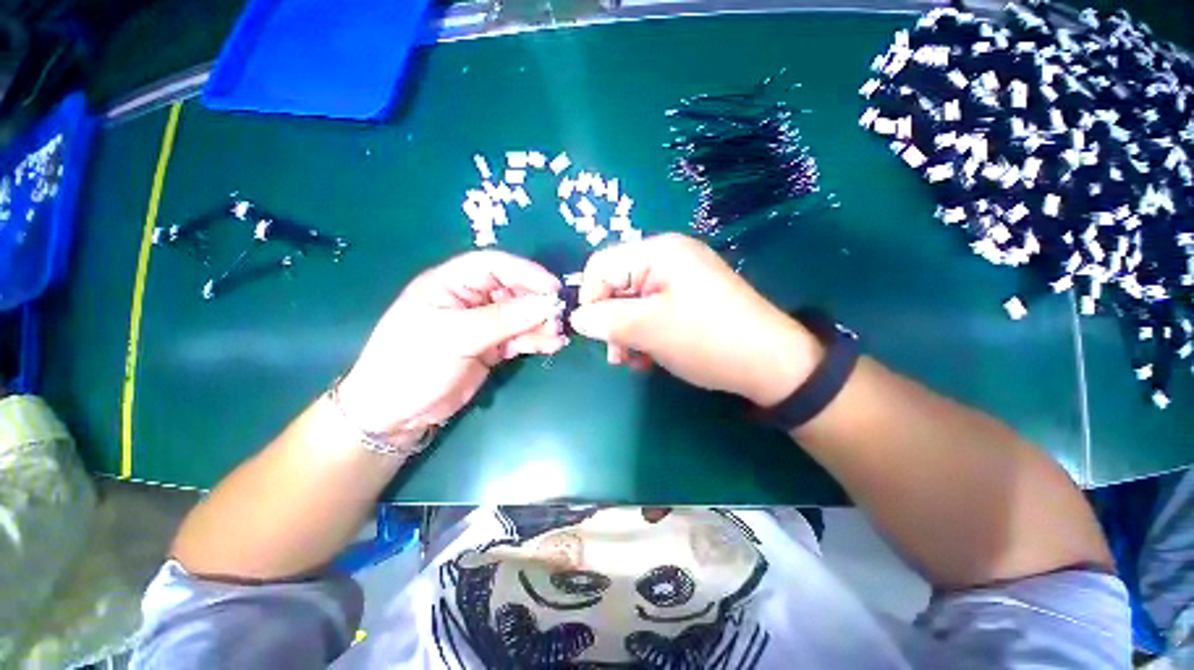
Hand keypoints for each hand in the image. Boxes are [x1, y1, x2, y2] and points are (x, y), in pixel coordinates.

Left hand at [337, 251, 565, 439]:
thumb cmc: (412, 363)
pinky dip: (536, 340)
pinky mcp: (492, 347)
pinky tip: (552, 345)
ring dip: (541, 324)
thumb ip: (503, 320)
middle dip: (537, 303)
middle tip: (558, 318)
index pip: (494, 265)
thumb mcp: (455, 336)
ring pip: (520, 316)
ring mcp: (483, 325)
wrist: (396, 413)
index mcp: (451, 283)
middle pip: (513, 291)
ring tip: (557, 336)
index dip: (526, 272)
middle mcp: (470, 299)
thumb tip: (546, 305)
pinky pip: (520, 337)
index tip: (553, 288)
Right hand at [569, 234, 821, 405]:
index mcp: (658, 252)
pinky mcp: (689, 299)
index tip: (593, 333)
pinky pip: (653, 311)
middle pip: (618, 284)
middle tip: (617, 355)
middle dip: (610, 321)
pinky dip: (645, 333)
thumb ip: (605, 320)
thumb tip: (577, 318)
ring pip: (633, 302)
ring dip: (626, 332)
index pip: (601, 265)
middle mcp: (668, 258)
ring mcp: (681, 279)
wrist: (770, 363)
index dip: (590, 299)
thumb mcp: (648, 329)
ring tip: (634, 361)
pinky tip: (650, 357)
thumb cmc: (705, 339)